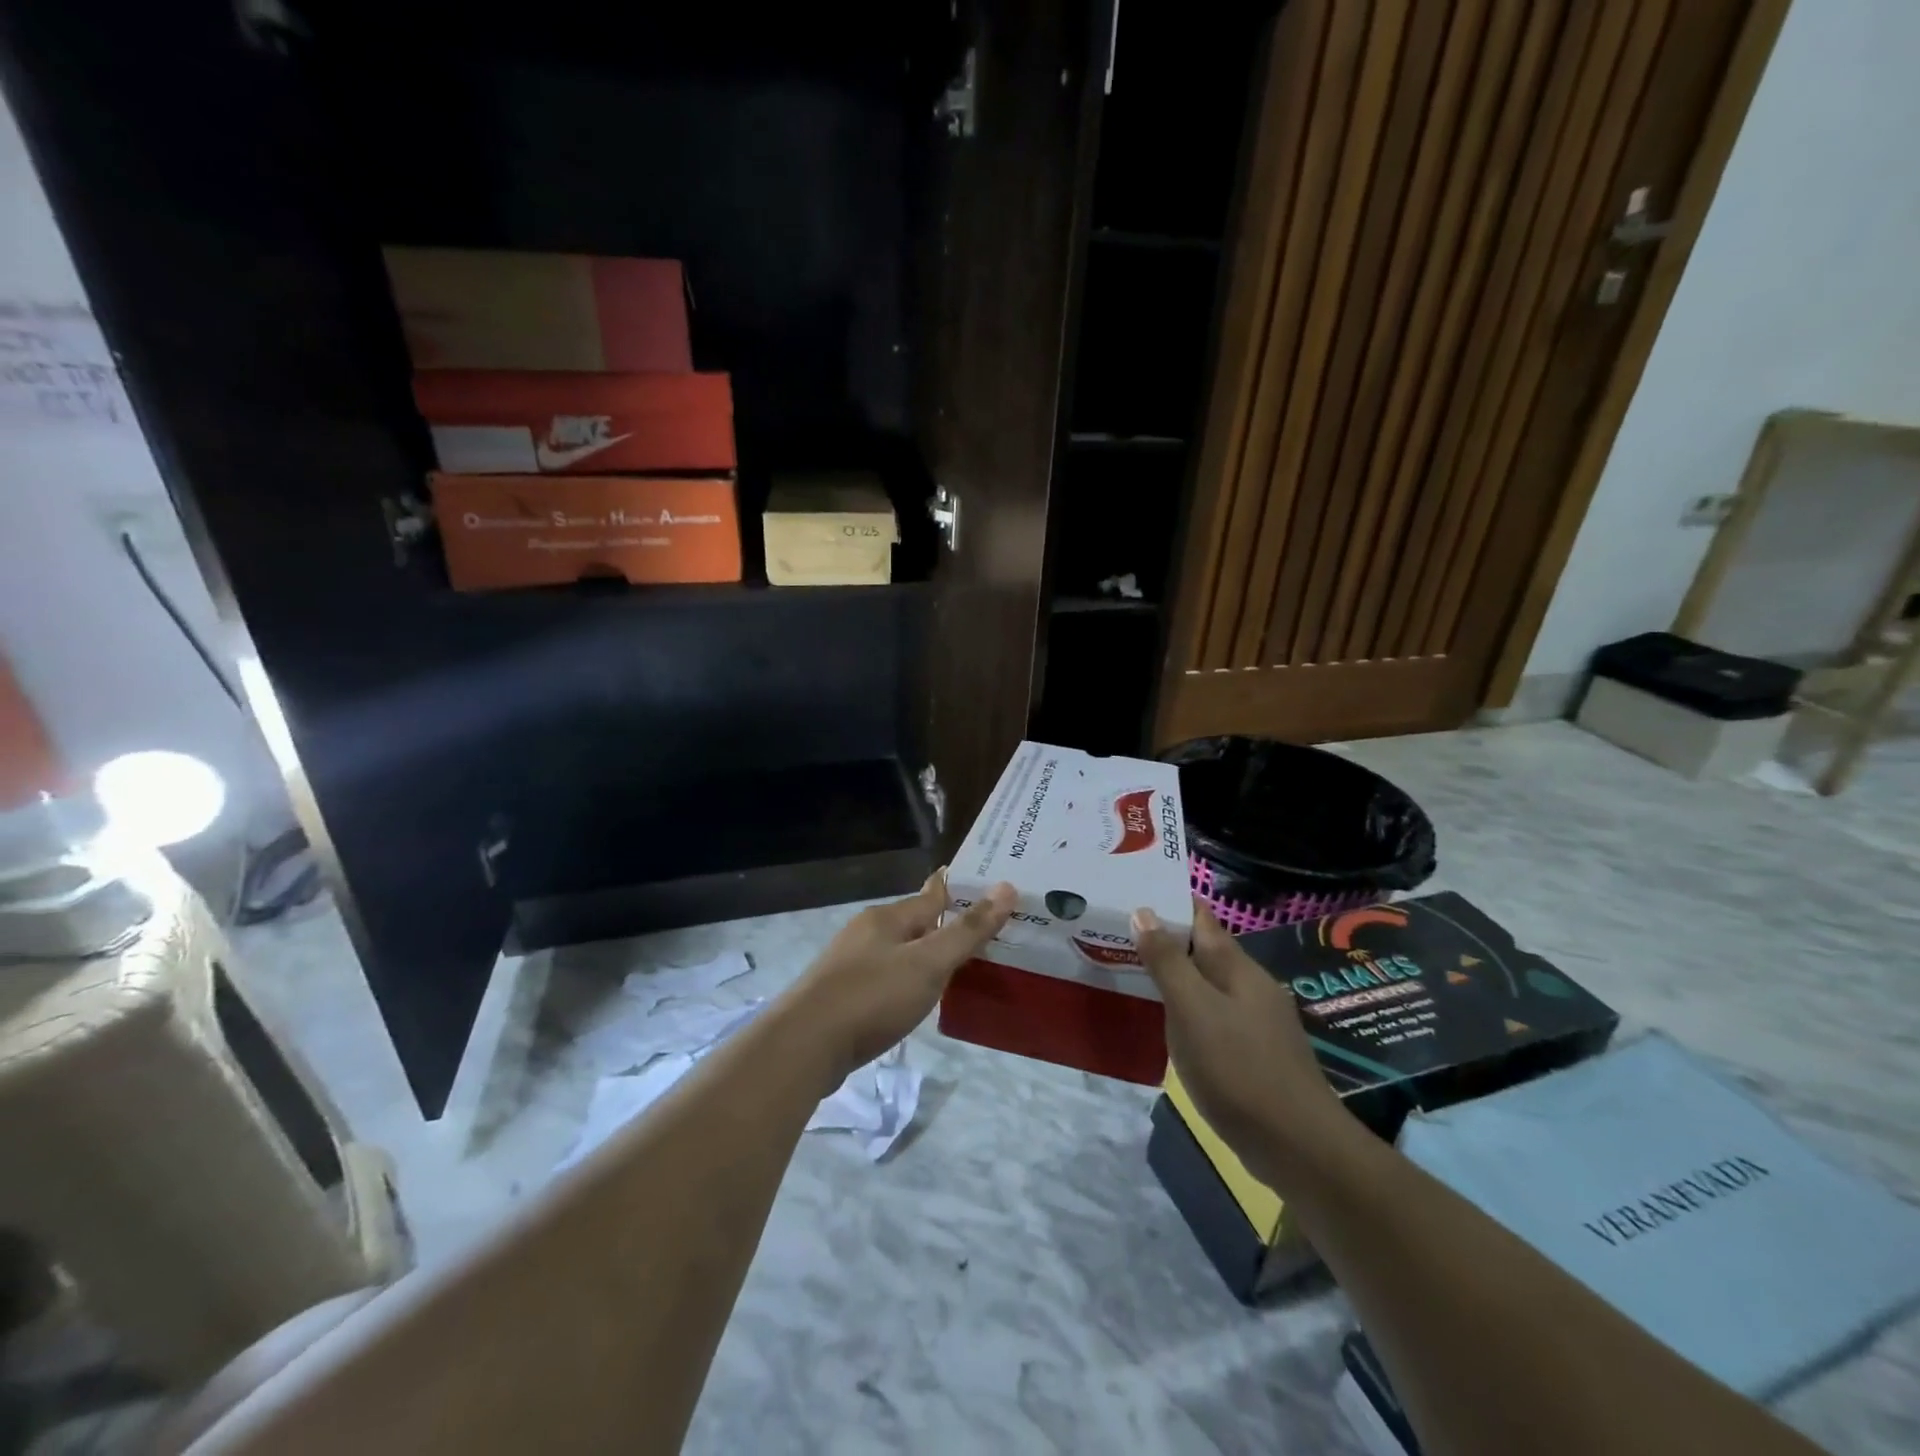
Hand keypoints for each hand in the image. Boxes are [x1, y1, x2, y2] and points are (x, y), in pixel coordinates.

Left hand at [788, 870, 1014, 1088]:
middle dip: (948, 928)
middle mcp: (868, 932)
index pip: (934, 895)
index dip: (964, 893)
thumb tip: (1006, 887)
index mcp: (888, 917)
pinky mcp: (842, 996)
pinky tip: (919, 1000)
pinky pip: (887, 979)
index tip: (995, 892)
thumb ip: (967, 931)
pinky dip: (909, 983)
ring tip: (962, 970)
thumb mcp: (928, 963)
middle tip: (989, 938)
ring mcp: (851, 964)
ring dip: (928, 958)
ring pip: (901, 952)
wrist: (804, 1046)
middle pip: (917, 923)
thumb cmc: (872, 997)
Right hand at [1133, 901, 1356, 1189]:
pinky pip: (1214, 1018)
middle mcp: (1251, 987)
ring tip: (1136, 973)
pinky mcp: (1256, 1056)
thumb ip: (1168, 961)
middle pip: (1205, 951)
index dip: (1170, 904)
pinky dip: (1188, 1011)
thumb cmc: (1238, 1069)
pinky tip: (1169, 1025)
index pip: (1201, 919)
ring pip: (1209, 986)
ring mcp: (1257, 1023)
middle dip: (1168, 941)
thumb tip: (1144, 910)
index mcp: (1237, 967)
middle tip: (1120, 935)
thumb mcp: (1192, 1009)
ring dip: (1177, 977)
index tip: (1134, 894)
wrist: (1298, 1147)